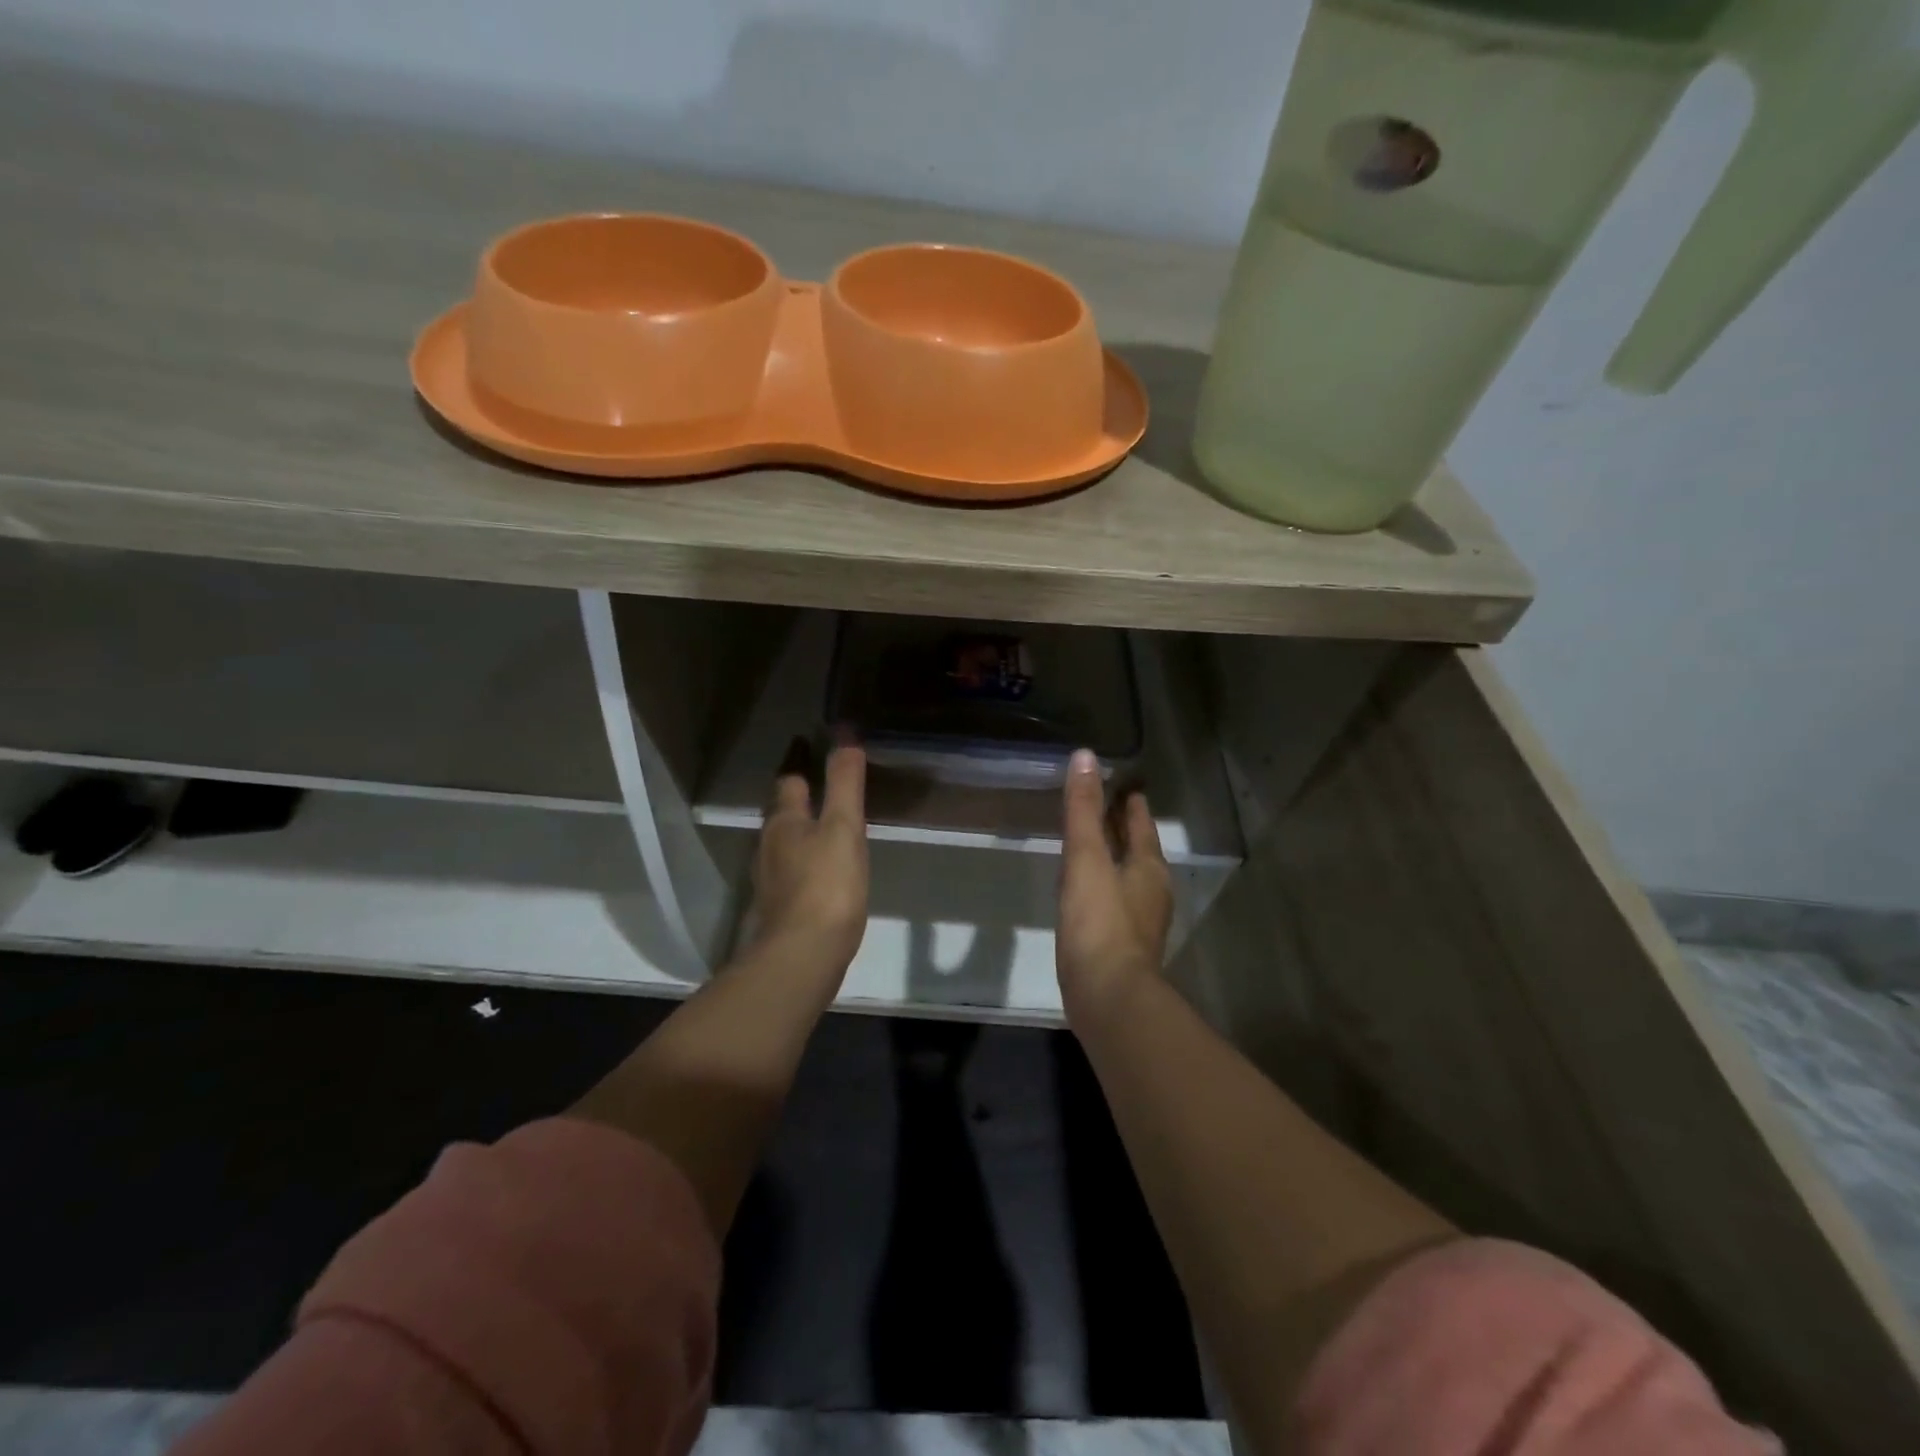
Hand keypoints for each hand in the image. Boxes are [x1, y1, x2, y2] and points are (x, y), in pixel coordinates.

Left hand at [748, 736, 869, 975]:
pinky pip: (791, 871)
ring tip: (825, 825)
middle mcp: (769, 846)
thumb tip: (844, 734)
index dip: (800, 761)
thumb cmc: (827, 885)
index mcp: (784, 822)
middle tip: (822, 784)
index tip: (807, 743)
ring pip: (784, 843)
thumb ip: (844, 782)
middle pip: (782, 813)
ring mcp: (770, 880)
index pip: (789, 780)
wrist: (802, 956)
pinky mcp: (779, 908)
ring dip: (800, 830)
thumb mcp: (844, 827)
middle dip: (798, 797)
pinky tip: (821, 871)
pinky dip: (804, 861)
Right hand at [1058, 748, 1171, 1025]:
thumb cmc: (1099, 923)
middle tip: (1106, 806)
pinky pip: (1116, 901)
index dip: (1132, 802)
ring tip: (1094, 844)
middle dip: (1125, 827)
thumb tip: (1085, 756)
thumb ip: (1083, 810)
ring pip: (1129, 876)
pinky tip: (1088, 891)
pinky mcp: (1123, 945)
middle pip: (1139, 849)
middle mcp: (1151, 891)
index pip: (1141, 823)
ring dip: (1115, 856)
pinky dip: (1105, 885)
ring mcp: (1140, 921)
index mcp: (1148, 866)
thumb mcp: (1087, 859)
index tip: (1124, 783)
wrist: (1108, 997)